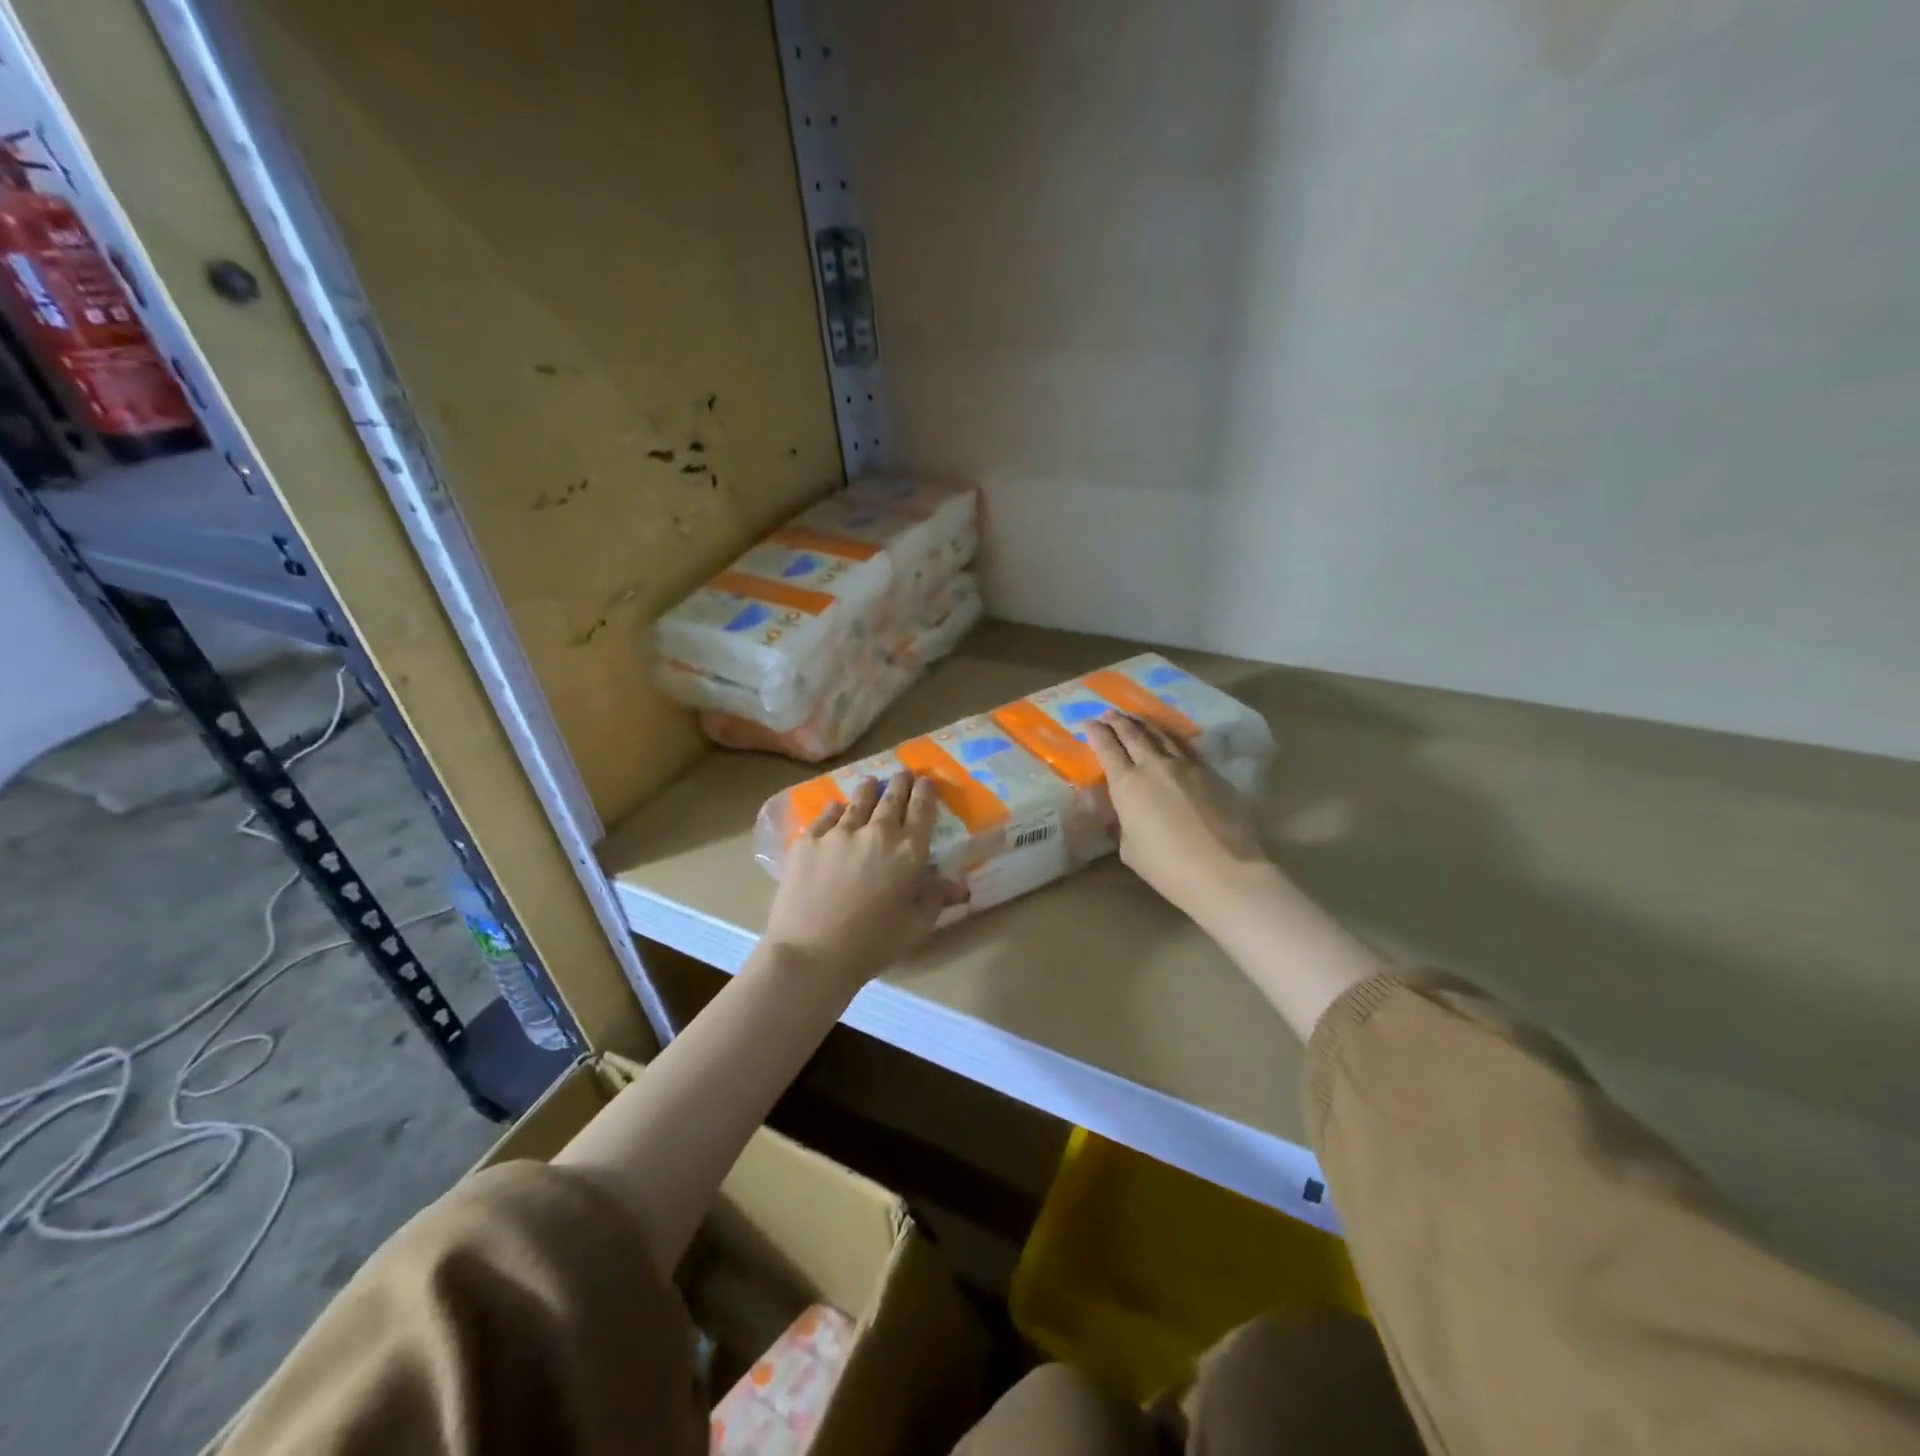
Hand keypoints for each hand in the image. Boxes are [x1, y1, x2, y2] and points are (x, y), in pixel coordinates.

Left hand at [763, 771, 965, 987]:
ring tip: (871, 782)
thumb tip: (957, 885)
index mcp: (909, 852)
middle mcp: (878, 832)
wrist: (811, 953)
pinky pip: (827, 815)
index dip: (925, 792)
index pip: (922, 810)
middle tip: (903, 773)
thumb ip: (935, 899)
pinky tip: (837, 808)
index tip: (926, 782)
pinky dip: (837, 808)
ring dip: (869, 788)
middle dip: (900, 783)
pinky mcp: (809, 840)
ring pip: (859, 800)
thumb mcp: (915, 927)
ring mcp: (840, 832)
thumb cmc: (872, 945)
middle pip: (892, 797)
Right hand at [1086, 712, 1268, 920]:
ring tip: (1136, 719)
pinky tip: (1170, 737)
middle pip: (1133, 735)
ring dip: (1144, 724)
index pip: (1107, 749)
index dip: (1096, 734)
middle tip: (1109, 714)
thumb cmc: (1167, 868)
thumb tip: (1126, 814)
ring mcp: (1186, 766)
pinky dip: (1172, 737)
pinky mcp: (1211, 773)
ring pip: (1161, 735)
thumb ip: (1124, 824)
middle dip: (1118, 722)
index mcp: (1127, 785)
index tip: (1088, 724)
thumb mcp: (1130, 849)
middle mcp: (1154, 766)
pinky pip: (1186, 746)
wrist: (1224, 871)